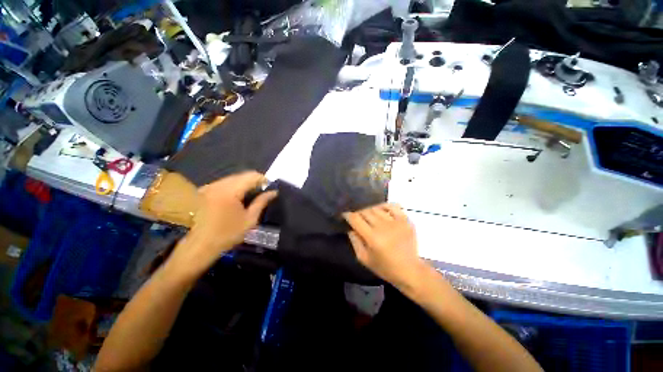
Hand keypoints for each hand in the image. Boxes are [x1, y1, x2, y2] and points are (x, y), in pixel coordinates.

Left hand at [168, 171, 277, 280]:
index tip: (269, 188)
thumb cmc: (227, 234)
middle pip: (242, 175)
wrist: (199, 246)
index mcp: (230, 191)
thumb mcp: (250, 219)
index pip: (251, 176)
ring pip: (233, 178)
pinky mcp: (204, 191)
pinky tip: (237, 198)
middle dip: (254, 182)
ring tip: (250, 196)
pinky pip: (224, 183)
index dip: (263, 179)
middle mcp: (218, 184)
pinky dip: (234, 187)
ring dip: (244, 184)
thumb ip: (262, 202)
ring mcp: (209, 187)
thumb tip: (274, 192)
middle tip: (261, 193)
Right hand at [343, 204, 422, 286]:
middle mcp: (383, 227)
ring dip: (370, 210)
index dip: (348, 215)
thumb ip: (355, 241)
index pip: (356, 219)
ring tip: (369, 216)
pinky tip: (382, 211)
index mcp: (372, 238)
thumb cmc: (385, 267)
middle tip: (358, 218)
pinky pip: (393, 206)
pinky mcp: (406, 220)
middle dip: (358, 213)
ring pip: (377, 208)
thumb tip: (351, 228)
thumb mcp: (364, 259)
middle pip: (365, 211)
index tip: (345, 215)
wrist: (410, 270)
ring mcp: (396, 222)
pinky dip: (385, 206)